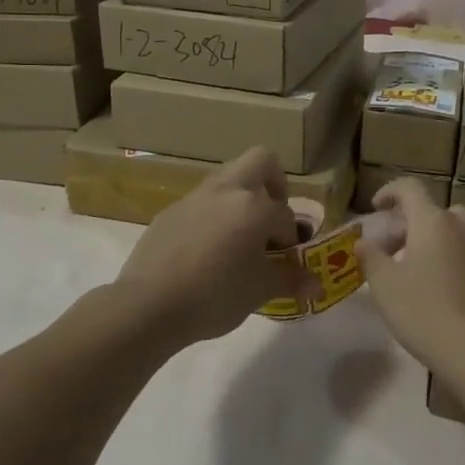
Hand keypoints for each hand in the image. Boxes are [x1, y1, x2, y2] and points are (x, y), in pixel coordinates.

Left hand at [114, 147, 305, 345]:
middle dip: (274, 183)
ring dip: (241, 197)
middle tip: (271, 217)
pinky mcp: (170, 211)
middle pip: (261, 161)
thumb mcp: (259, 291)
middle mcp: (227, 191)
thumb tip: (316, 284)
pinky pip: (201, 203)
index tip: (285, 262)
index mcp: (255, 206)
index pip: (285, 216)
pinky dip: (213, 216)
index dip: (290, 240)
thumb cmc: (215, 295)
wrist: (148, 304)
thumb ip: (290, 279)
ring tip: (239, 237)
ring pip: (228, 178)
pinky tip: (205, 251)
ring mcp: (195, 197)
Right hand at [358, 178, 464, 378]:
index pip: (409, 188)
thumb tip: (364, 242)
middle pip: (436, 212)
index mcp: (433, 221)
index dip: (390, 191)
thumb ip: (371, 257)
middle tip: (400, 251)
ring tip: (433, 268)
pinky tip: (461, 284)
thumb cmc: (426, 314)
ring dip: (445, 239)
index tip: (378, 206)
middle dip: (416, 225)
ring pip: (463, 230)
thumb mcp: (385, 287)